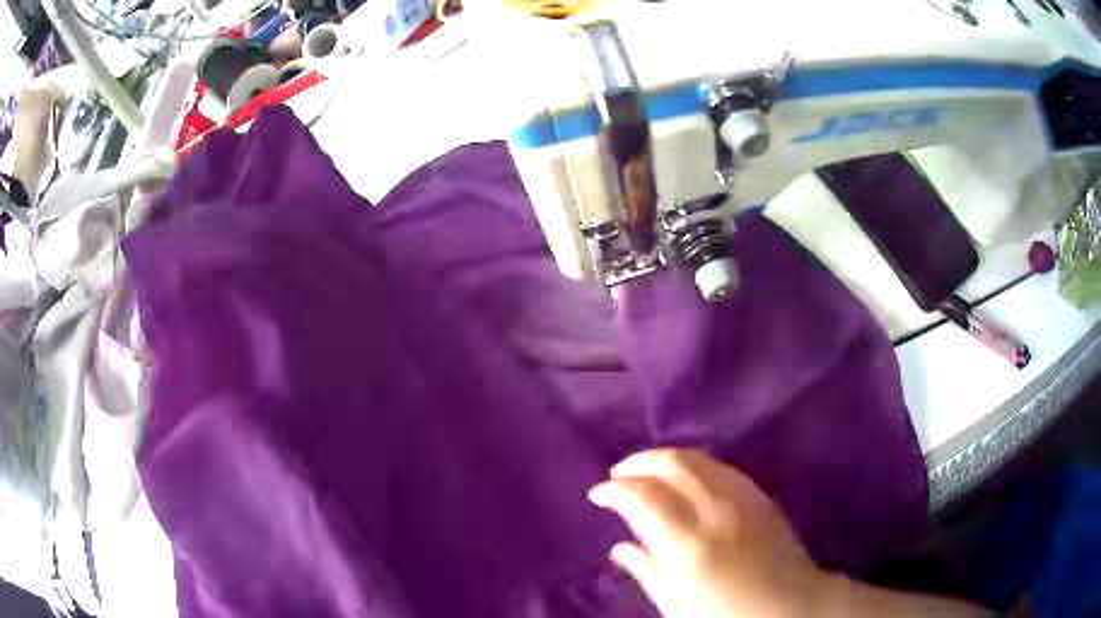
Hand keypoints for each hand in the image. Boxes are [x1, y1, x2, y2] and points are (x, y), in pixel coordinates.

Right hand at [588, 449, 825, 617]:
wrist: (793, 607)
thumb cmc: (728, 616)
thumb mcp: (677, 607)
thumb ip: (647, 572)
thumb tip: (618, 548)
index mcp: (689, 546)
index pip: (642, 498)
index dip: (614, 490)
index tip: (598, 494)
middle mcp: (716, 511)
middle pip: (671, 464)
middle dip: (637, 463)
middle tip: (618, 475)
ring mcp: (743, 499)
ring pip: (697, 458)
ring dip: (665, 457)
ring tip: (646, 471)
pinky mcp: (760, 496)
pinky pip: (721, 467)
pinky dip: (695, 465)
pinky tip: (685, 478)